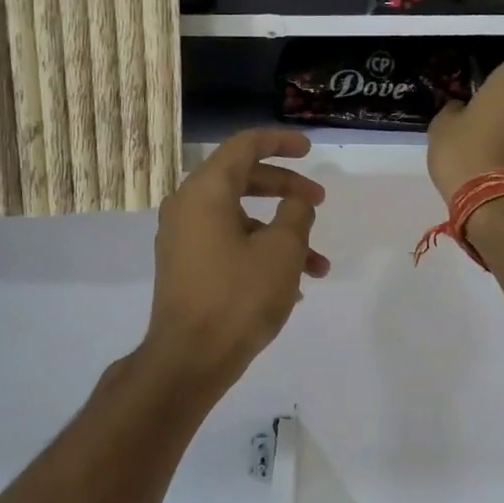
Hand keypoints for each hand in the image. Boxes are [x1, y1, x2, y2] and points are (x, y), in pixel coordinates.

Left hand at [142, 130, 330, 401]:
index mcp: (206, 191)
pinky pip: (228, 244)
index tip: (309, 150)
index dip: (279, 143)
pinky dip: (259, 252)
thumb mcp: (282, 250)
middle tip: (320, 202)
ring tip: (318, 266)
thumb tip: (295, 202)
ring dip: (281, 234)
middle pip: (243, 180)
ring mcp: (183, 238)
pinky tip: (292, 286)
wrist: (189, 359)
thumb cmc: (238, 297)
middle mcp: (188, 206)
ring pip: (240, 219)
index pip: (244, 146)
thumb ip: (295, 213)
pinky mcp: (186, 266)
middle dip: (286, 189)